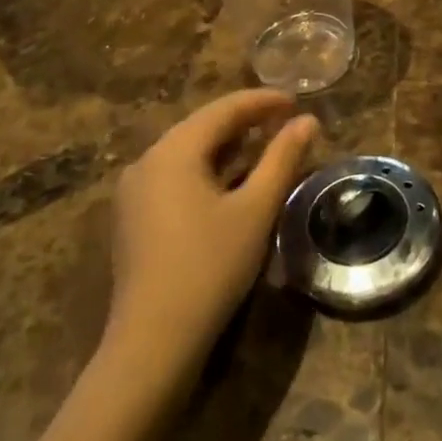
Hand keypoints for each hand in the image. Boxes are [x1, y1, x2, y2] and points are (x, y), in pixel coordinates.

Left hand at [106, 90, 318, 381]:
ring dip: (226, 146)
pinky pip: (174, 176)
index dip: (262, 101)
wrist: (154, 340)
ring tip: (263, 147)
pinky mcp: (133, 217)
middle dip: (244, 121)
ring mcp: (134, 191)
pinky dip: (206, 169)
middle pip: (201, 127)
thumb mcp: (256, 209)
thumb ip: (283, 159)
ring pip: (187, 152)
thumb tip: (308, 121)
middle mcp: (146, 161)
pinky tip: (229, 182)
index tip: (296, 100)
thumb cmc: (210, 267)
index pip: (223, 110)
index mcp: (173, 151)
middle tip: (283, 121)